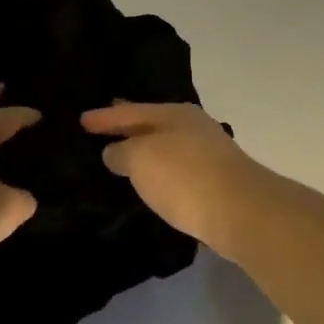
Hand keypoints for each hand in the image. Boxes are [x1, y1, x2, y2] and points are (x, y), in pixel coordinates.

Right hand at [80, 102, 255, 248]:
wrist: (241, 212)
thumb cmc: (185, 176)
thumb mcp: (140, 158)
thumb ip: (121, 152)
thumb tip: (115, 152)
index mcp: (174, 114)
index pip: (130, 111)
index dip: (104, 117)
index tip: (81, 120)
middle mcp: (193, 128)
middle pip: (152, 124)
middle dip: (128, 127)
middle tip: (102, 128)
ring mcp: (208, 154)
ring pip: (165, 147)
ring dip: (144, 151)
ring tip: (122, 157)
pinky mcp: (216, 182)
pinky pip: (176, 170)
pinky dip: (159, 172)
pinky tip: (151, 181)